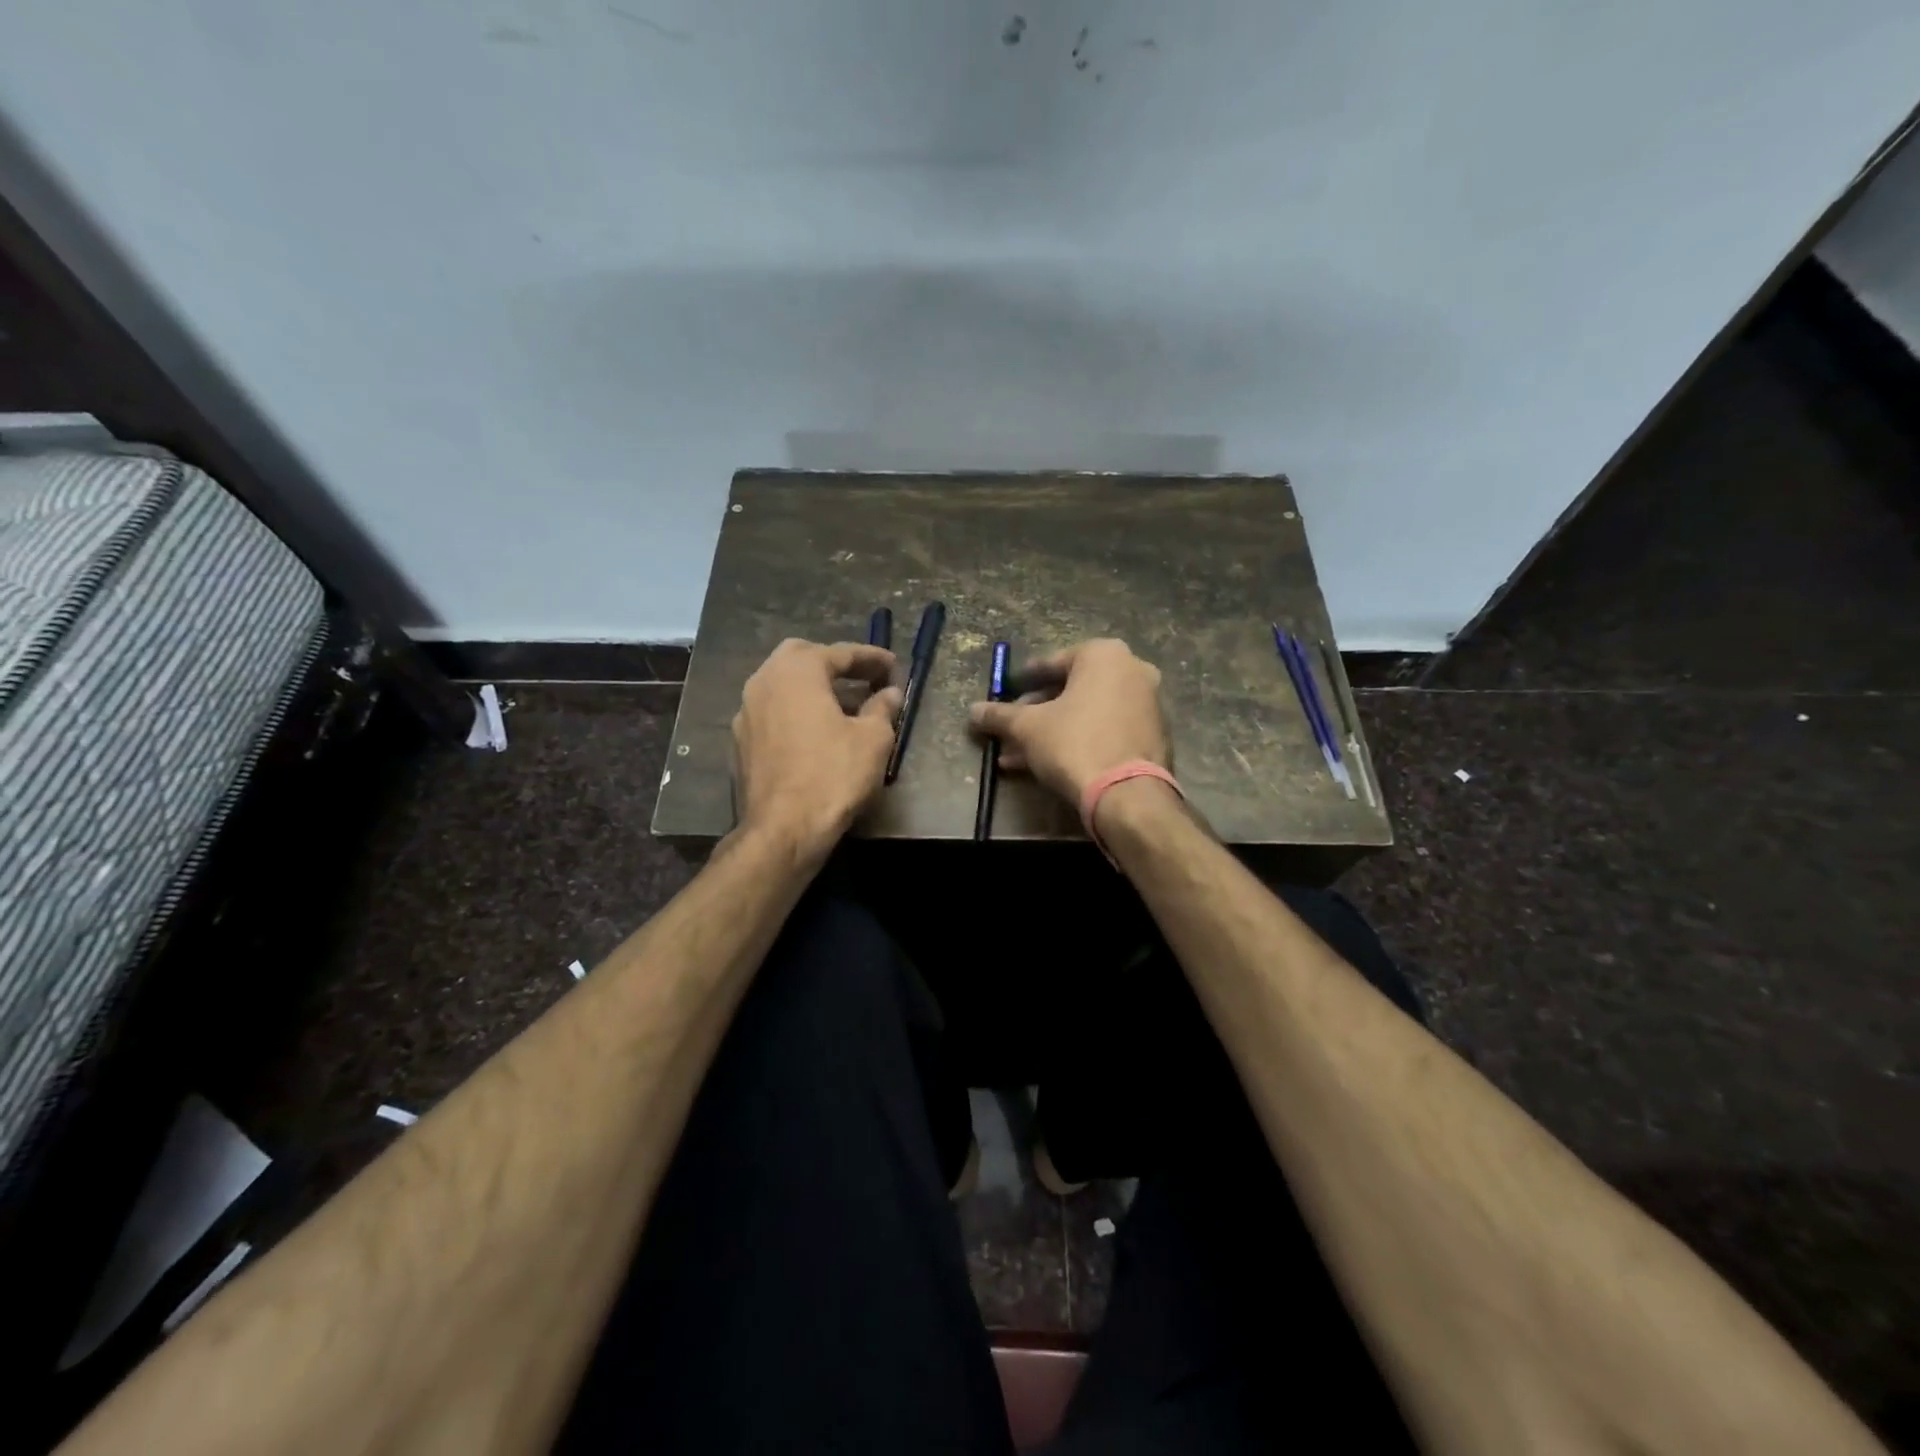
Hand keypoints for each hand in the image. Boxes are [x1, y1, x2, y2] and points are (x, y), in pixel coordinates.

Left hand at [733, 639, 901, 858]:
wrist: (783, 830)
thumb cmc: (833, 775)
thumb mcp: (873, 739)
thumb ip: (882, 708)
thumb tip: (889, 693)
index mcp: (797, 671)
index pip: (840, 653)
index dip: (871, 657)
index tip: (894, 666)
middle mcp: (764, 681)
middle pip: (801, 657)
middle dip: (834, 663)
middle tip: (862, 677)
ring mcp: (746, 712)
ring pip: (782, 685)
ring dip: (812, 687)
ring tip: (842, 703)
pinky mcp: (741, 742)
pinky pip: (773, 712)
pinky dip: (796, 711)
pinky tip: (815, 731)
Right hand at [968, 638, 1169, 805]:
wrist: (1127, 794)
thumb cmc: (1074, 743)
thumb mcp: (1028, 727)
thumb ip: (999, 716)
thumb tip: (973, 711)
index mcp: (1104, 655)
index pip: (1053, 663)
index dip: (1024, 681)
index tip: (1006, 695)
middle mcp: (1132, 670)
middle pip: (1071, 690)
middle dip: (1036, 713)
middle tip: (1011, 730)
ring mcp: (1147, 704)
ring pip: (1086, 714)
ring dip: (1052, 732)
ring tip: (1017, 755)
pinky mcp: (1152, 736)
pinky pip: (1105, 730)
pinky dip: (1079, 741)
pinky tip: (1047, 764)